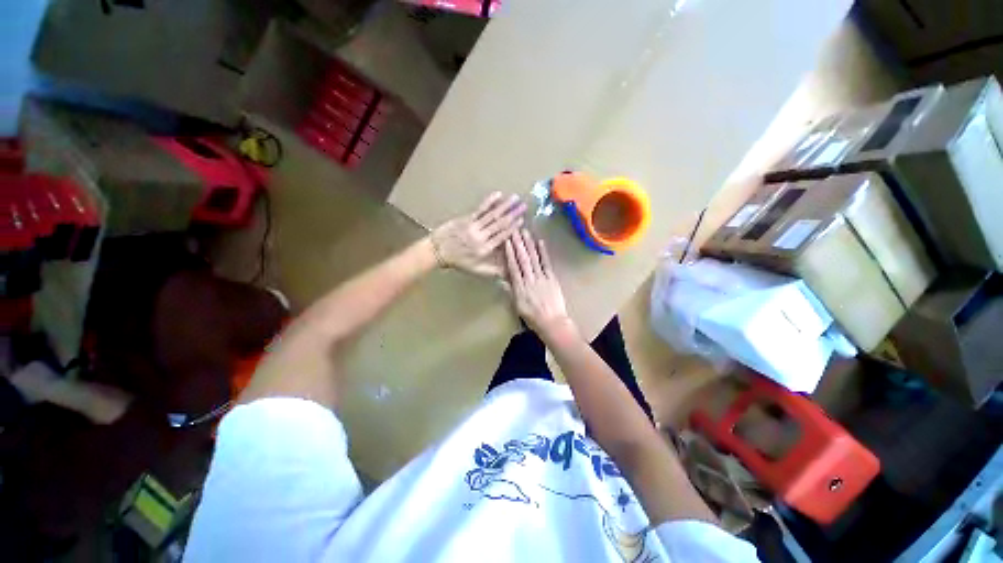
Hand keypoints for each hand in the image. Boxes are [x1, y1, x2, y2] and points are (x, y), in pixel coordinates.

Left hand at [431, 192, 525, 276]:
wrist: (437, 251)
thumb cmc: (459, 262)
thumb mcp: (477, 270)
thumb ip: (494, 270)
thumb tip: (510, 271)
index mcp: (485, 249)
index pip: (502, 237)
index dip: (513, 228)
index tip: (522, 221)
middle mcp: (481, 237)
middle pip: (500, 224)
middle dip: (513, 214)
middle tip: (524, 206)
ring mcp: (473, 226)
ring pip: (492, 215)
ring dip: (505, 206)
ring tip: (515, 198)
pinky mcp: (466, 219)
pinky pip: (480, 209)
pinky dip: (489, 202)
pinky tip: (498, 195)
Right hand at [504, 229, 575, 338]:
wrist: (552, 322)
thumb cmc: (533, 317)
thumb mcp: (518, 306)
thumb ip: (510, 292)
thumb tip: (502, 280)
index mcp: (520, 287)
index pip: (513, 267)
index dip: (509, 253)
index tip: (506, 241)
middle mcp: (530, 279)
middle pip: (522, 259)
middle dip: (517, 244)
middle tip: (514, 230)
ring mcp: (542, 278)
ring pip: (533, 258)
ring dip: (529, 244)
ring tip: (525, 232)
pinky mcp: (552, 278)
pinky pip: (547, 263)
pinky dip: (543, 252)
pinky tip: (540, 242)